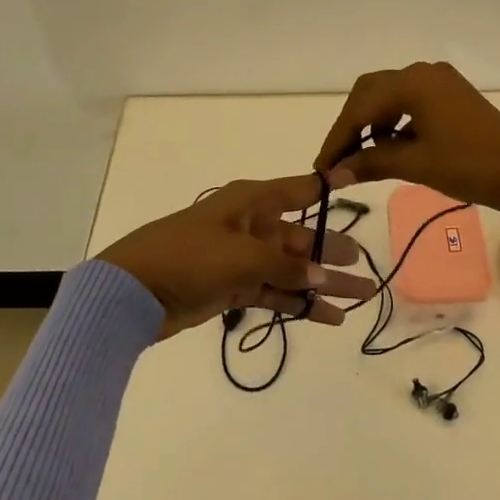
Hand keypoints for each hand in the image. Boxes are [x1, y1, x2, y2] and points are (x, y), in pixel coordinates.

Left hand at [97, 174, 376, 338]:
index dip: (327, 188)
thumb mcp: (241, 255)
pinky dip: (298, 304)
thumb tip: (324, 275)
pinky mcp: (233, 287)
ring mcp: (242, 258)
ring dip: (322, 284)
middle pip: (301, 237)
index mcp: (252, 202)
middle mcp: (252, 225)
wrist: (133, 291)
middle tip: (367, 268)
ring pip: (292, 268)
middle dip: (333, 252)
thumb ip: (285, 264)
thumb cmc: (188, 256)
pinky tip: (327, 318)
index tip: (356, 182)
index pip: (298, 190)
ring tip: (359, 298)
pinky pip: (275, 292)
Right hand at [313, 61, 499, 271]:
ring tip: (367, 157)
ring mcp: (440, 80)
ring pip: (390, 96)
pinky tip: (395, 146)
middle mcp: (423, 71)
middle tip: (339, 159)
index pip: (360, 107)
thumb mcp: (415, 164)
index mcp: (412, 82)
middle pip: (371, 92)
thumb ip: (370, 162)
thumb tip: (333, 175)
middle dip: (352, 124)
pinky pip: (411, 101)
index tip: (322, 167)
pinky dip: (396, 122)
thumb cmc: (469, 166)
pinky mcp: (452, 94)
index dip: (338, 137)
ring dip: (373, 123)